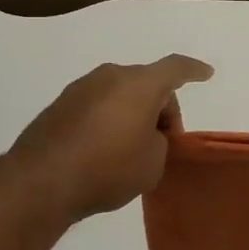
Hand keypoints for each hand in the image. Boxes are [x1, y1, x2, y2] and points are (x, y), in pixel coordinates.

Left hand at [9, 55, 213, 221]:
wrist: (42, 181)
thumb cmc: (108, 168)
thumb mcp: (152, 163)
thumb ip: (158, 142)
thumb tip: (143, 135)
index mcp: (140, 84)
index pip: (175, 68)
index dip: (193, 70)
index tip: (206, 73)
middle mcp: (109, 76)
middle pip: (146, 83)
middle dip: (160, 107)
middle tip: (163, 140)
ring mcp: (80, 88)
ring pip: (119, 93)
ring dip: (132, 113)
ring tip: (131, 148)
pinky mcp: (59, 106)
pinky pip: (96, 106)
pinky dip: (107, 120)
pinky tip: (104, 150)